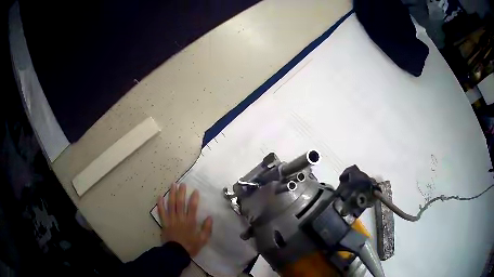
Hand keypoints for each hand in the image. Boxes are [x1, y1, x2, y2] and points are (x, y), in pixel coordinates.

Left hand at [157, 183, 212, 256]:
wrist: (176, 253)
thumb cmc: (190, 246)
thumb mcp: (203, 240)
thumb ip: (207, 228)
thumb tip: (210, 217)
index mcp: (190, 222)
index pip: (192, 207)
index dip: (194, 198)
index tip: (195, 191)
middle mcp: (180, 218)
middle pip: (180, 203)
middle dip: (181, 192)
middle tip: (182, 184)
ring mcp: (171, 220)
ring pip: (171, 204)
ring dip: (172, 194)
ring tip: (173, 185)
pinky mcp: (164, 223)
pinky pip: (161, 212)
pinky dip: (160, 204)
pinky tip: (160, 196)